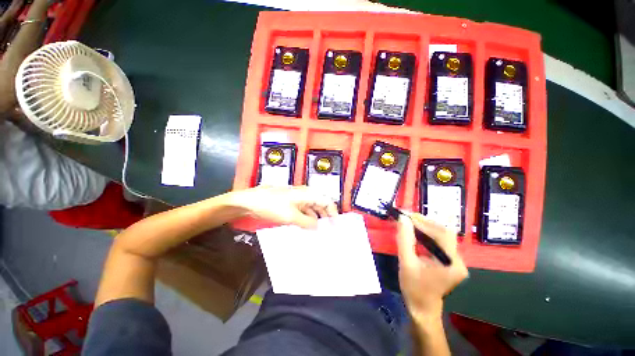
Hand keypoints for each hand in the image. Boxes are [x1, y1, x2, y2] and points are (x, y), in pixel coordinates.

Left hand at [230, 186, 338, 228]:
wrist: (250, 202)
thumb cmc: (271, 205)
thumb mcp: (291, 216)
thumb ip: (307, 222)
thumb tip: (318, 227)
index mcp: (307, 194)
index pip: (326, 201)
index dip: (333, 213)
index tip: (336, 226)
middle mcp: (305, 195)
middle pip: (320, 205)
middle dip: (326, 217)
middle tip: (328, 231)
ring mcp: (297, 200)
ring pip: (312, 209)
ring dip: (316, 220)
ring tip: (319, 233)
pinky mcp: (290, 205)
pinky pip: (303, 212)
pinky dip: (307, 220)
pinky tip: (306, 229)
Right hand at [396, 213, 468, 321]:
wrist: (422, 308)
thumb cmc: (414, 288)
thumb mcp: (406, 263)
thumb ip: (405, 240)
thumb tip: (403, 218)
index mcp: (452, 263)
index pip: (441, 235)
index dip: (423, 223)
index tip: (406, 215)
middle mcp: (458, 260)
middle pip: (445, 233)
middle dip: (425, 222)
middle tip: (408, 217)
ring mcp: (455, 260)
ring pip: (443, 235)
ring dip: (426, 226)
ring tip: (410, 221)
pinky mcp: (449, 260)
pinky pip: (440, 241)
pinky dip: (427, 233)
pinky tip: (416, 231)